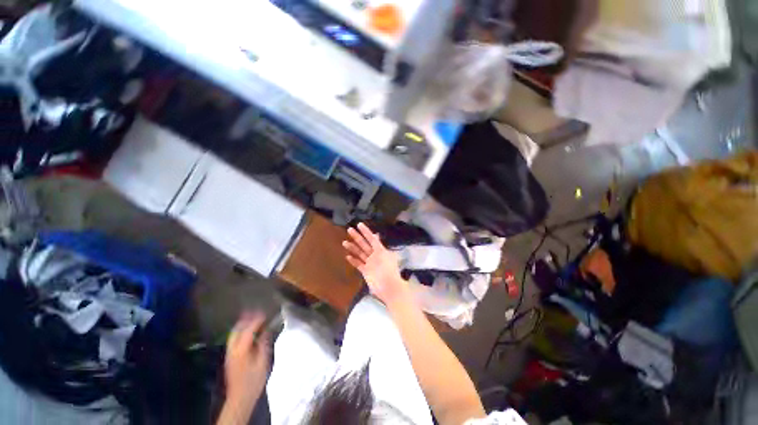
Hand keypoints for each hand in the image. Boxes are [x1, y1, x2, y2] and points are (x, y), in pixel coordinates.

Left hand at [224, 312, 269, 410]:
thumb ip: (263, 344)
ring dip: (242, 325)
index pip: (248, 330)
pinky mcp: (229, 357)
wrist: (240, 398)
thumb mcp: (262, 362)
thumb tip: (266, 331)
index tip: (264, 313)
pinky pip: (233, 339)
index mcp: (241, 350)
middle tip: (257, 312)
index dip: (256, 320)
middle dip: (246, 319)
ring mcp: (229, 353)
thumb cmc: (254, 380)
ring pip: (233, 334)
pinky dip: (240, 331)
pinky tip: (247, 331)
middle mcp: (232, 350)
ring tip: (252, 318)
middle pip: (237, 330)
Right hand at [343, 222, 410, 305]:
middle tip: (349, 229)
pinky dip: (353, 260)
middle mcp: (374, 255)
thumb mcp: (386, 255)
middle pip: (364, 244)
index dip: (366, 231)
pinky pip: (358, 264)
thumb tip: (376, 235)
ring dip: (353, 248)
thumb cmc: (389, 270)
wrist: (389, 287)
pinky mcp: (366, 271)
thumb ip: (379, 245)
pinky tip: (347, 256)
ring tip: (344, 242)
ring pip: (360, 253)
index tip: (359, 224)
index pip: (372, 238)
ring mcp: (370, 263)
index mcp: (380, 250)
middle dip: (357, 237)